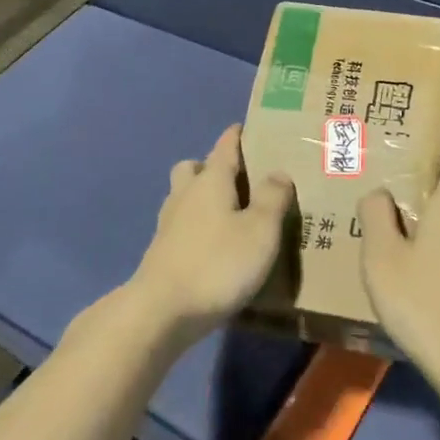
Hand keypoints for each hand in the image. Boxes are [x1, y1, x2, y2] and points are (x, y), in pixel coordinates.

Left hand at [128, 124, 293, 344]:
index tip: (248, 128)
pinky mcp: (161, 253)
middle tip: (238, 179)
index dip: (236, 135)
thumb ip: (272, 199)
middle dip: (212, 167)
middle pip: (194, 168)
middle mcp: (185, 194)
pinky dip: (196, 227)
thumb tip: (278, 172)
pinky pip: (181, 226)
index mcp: (210, 181)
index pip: (224, 147)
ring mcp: (169, 224)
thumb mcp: (260, 231)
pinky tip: (213, 246)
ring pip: (184, 196)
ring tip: (229, 213)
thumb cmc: (217, 264)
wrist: (161, 311)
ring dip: (201, 198)